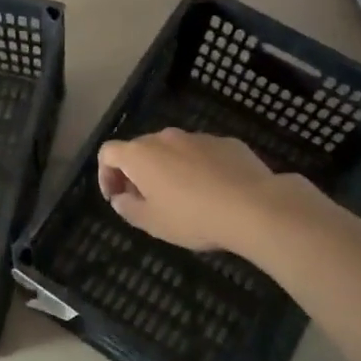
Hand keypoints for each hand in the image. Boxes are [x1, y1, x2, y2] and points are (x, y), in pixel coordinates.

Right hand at [97, 129, 320, 252]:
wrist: (255, 207)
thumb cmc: (193, 217)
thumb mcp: (152, 223)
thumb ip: (128, 208)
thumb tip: (121, 198)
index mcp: (141, 154)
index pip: (108, 153)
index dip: (105, 175)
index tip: (116, 197)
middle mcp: (166, 137)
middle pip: (141, 149)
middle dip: (137, 173)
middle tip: (146, 201)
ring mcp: (198, 137)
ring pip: (173, 150)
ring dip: (169, 169)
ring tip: (183, 198)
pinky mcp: (227, 142)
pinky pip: (202, 154)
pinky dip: (198, 168)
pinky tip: (213, 192)